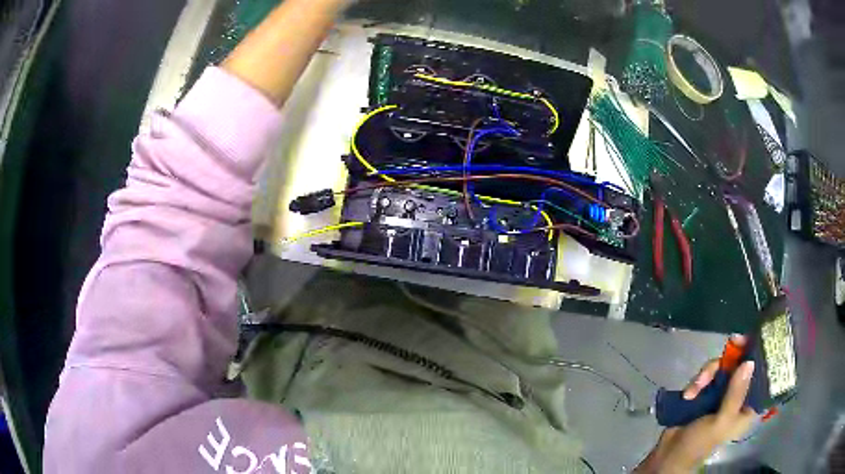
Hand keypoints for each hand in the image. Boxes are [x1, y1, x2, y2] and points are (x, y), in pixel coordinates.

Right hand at [635, 337, 756, 472]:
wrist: (669, 454)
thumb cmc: (700, 443)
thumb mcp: (721, 421)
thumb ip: (735, 394)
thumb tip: (749, 362)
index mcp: (748, 407)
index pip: (763, 377)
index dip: (762, 357)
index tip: (757, 339)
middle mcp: (739, 397)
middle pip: (742, 365)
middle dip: (732, 359)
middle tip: (732, 341)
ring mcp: (723, 393)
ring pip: (724, 367)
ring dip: (708, 373)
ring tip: (694, 388)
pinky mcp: (707, 392)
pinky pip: (708, 375)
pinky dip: (698, 381)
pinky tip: (688, 394)